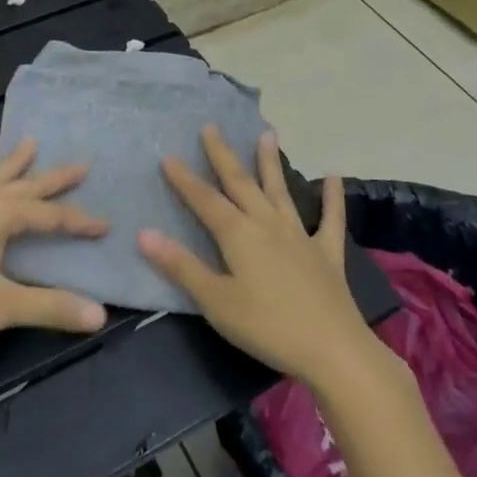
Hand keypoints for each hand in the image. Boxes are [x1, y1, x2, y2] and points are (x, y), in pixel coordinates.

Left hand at [0, 138, 109, 353]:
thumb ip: (50, 308)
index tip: (106, 226)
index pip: (51, 216)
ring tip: (30, 143)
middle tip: (83, 163)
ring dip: (14, 164)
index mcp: (1, 214)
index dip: (80, 222)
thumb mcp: (0, 306)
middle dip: (56, 178)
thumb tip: (100, 315)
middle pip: (26, 186)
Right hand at [140, 127, 384, 392]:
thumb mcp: (215, 301)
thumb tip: (144, 233)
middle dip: (223, 155)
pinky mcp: (327, 253)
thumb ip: (181, 266)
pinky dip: (332, 197)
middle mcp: (267, 224)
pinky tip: (332, 175)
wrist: (331, 349)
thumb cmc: (266, 327)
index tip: (168, 155)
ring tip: (268, 134)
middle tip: (212, 127)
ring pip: (280, 191)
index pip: (205, 200)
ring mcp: (300, 236)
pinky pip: (330, 219)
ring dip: (271, 163)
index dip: (185, 179)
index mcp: (238, 235)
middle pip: (241, 183)